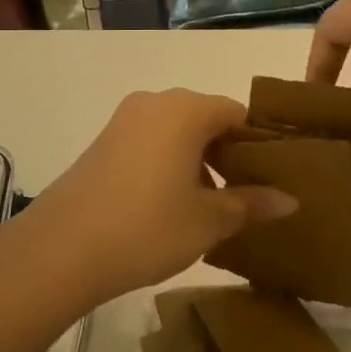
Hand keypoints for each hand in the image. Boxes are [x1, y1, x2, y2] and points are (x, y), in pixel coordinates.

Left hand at [28, 90, 296, 304]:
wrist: (61, 249)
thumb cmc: (147, 227)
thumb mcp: (208, 220)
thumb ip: (251, 203)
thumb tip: (290, 199)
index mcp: (187, 109)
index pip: (238, 113)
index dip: (259, 144)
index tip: (272, 177)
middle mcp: (156, 102)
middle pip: (207, 118)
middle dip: (228, 154)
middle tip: (246, 196)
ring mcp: (125, 120)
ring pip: (177, 131)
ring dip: (198, 160)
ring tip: (210, 206)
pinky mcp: (103, 141)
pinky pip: (151, 141)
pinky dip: (169, 162)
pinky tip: (171, 204)